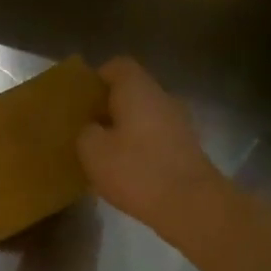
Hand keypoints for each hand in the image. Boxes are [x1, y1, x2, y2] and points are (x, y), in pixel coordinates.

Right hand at [77, 57, 221, 233]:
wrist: (190, 204)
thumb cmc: (136, 170)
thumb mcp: (92, 151)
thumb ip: (85, 132)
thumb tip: (91, 128)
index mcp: (138, 89)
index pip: (117, 66)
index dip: (96, 78)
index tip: (80, 99)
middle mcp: (163, 98)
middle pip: (132, 91)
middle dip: (108, 106)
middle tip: (85, 128)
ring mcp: (179, 123)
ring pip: (144, 115)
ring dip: (124, 128)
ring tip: (103, 152)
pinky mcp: (186, 148)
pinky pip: (156, 137)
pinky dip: (139, 146)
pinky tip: (126, 169)